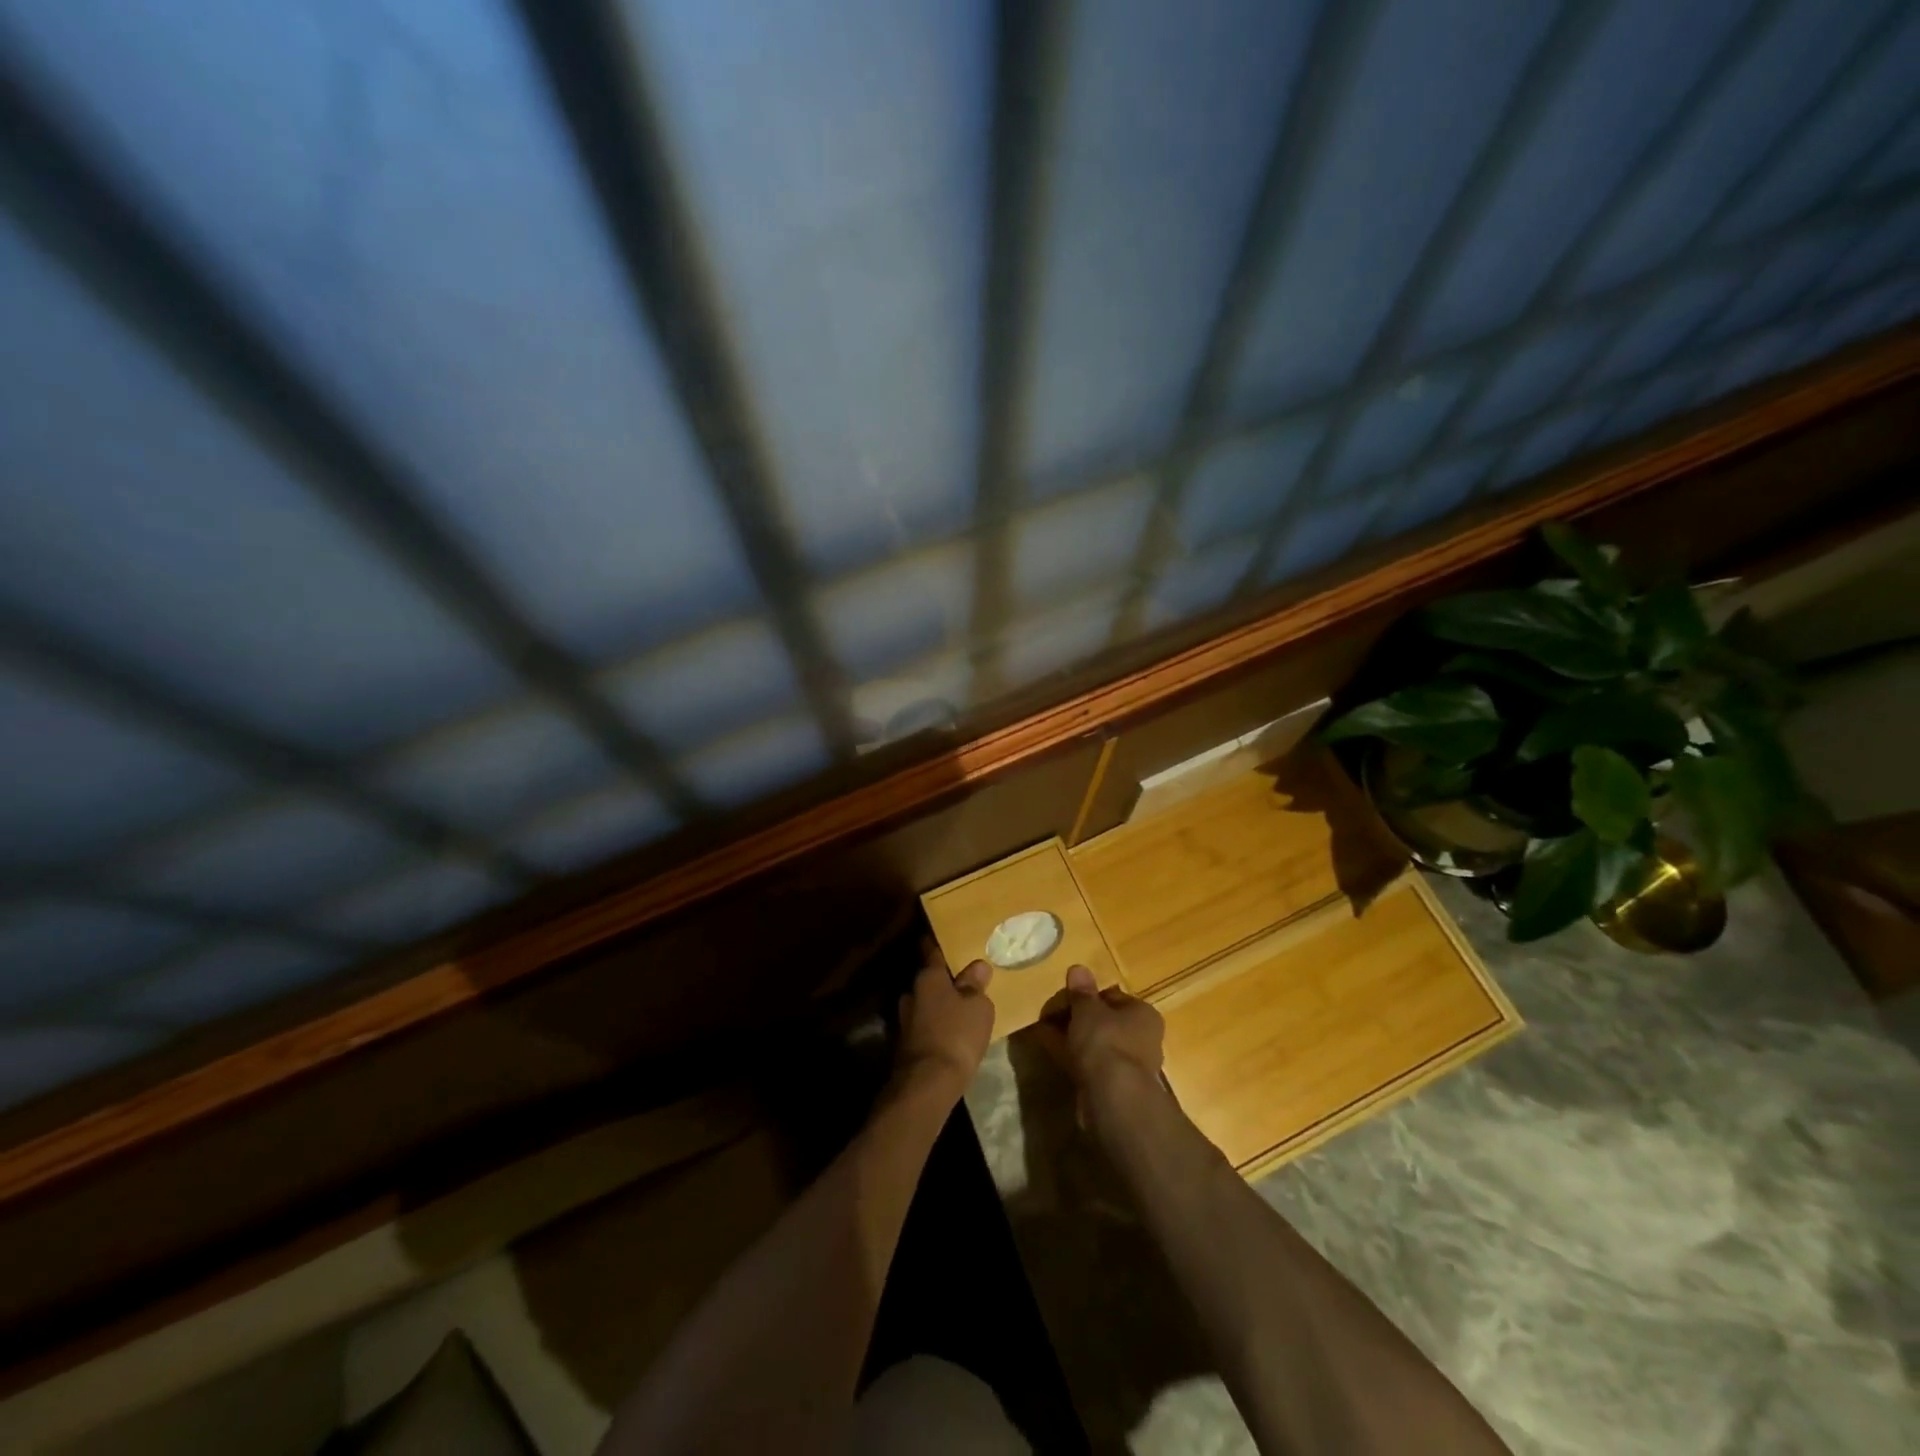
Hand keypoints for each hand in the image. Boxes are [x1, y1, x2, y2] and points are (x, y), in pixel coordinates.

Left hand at [894, 952, 994, 1099]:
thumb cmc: (957, 1034)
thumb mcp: (978, 1007)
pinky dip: (935, 1026)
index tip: (951, 942)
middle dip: (943, 981)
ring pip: (925, 1004)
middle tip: (964, 982)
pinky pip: (924, 1025)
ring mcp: (904, 1019)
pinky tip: (950, 1034)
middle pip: (929, 980)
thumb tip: (977, 966)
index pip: (932, 951)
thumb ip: (976, 985)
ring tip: (960, 1010)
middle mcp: (911, 992)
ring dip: (939, 1005)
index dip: (942, 946)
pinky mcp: (905, 1044)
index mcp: (928, 977)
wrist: (927, 1083)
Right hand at [1034, 965, 1164, 1102]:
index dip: (1089, 996)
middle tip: (1052, 1013)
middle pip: (1105, 1022)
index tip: (1066, 996)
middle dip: (1079, 1018)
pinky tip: (1049, 1049)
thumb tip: (1078, 968)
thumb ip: (1082, 991)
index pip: (1114, 998)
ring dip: (1072, 1038)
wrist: (1112, 1096)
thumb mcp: (1088, 1009)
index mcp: (1144, 1015)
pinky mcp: (1113, 1087)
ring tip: (1044, 1029)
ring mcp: (1128, 1066)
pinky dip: (1071, 1056)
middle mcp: (1142, 1039)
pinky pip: (1088, 1064)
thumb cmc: (1106, 1041)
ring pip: (1095, 1045)